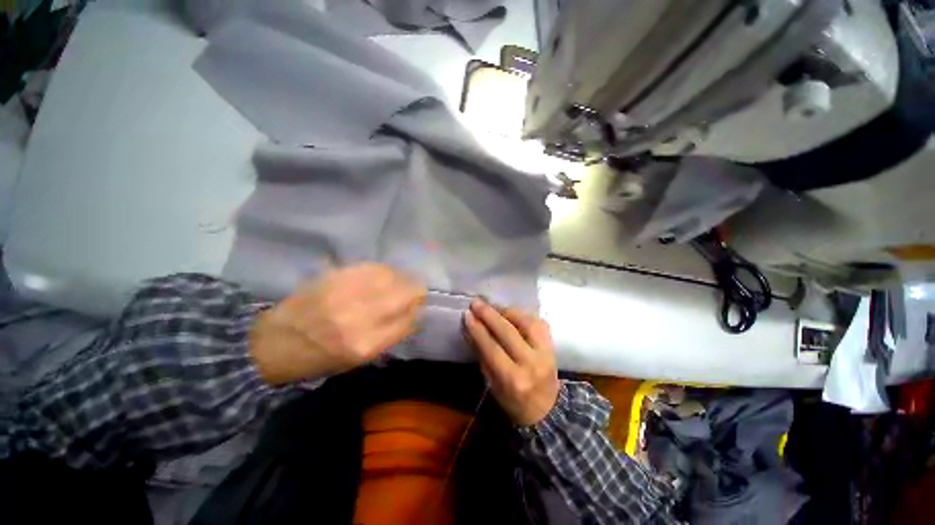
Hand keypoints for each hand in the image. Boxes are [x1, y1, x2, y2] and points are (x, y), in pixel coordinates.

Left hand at [249, 263, 425, 384]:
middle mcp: (359, 316)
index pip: (410, 318)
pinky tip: (379, 275)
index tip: (417, 306)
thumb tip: (414, 312)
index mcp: (366, 344)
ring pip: (392, 275)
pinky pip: (372, 266)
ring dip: (399, 278)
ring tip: (395, 282)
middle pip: (406, 292)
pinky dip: (382, 270)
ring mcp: (346, 292)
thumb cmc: (319, 358)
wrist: (272, 343)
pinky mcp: (334, 276)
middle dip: (416, 290)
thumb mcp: (360, 359)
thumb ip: (390, 335)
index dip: (417, 309)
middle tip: (412, 290)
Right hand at [463, 300, 559, 425]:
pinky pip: (538, 323)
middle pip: (508, 332)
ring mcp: (546, 353)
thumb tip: (470, 329)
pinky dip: (522, 315)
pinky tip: (511, 312)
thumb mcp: (492, 384)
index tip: (467, 315)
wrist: (546, 411)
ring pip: (526, 323)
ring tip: (493, 307)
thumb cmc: (513, 402)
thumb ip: (482, 355)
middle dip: (490, 314)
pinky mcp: (553, 346)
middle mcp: (531, 363)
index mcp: (513, 379)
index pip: (492, 348)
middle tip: (476, 303)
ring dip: (507, 311)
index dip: (478, 329)